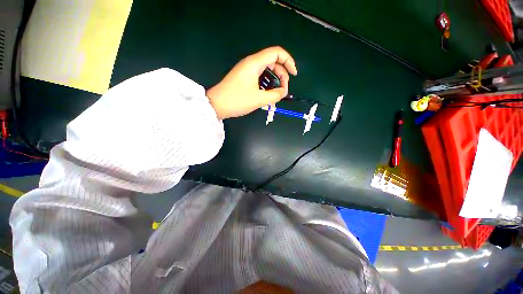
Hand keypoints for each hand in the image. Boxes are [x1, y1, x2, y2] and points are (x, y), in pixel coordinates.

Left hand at [206, 46, 297, 118]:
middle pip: (273, 61)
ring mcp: (247, 69)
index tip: (294, 75)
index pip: (277, 53)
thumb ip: (275, 95)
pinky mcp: (244, 76)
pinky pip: (260, 75)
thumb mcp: (259, 99)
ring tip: (277, 93)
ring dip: (275, 79)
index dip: (289, 61)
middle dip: (282, 74)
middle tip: (284, 90)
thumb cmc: (237, 100)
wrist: (216, 105)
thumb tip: (283, 92)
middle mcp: (251, 62)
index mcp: (255, 63)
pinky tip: (268, 92)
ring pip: (267, 69)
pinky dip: (267, 82)